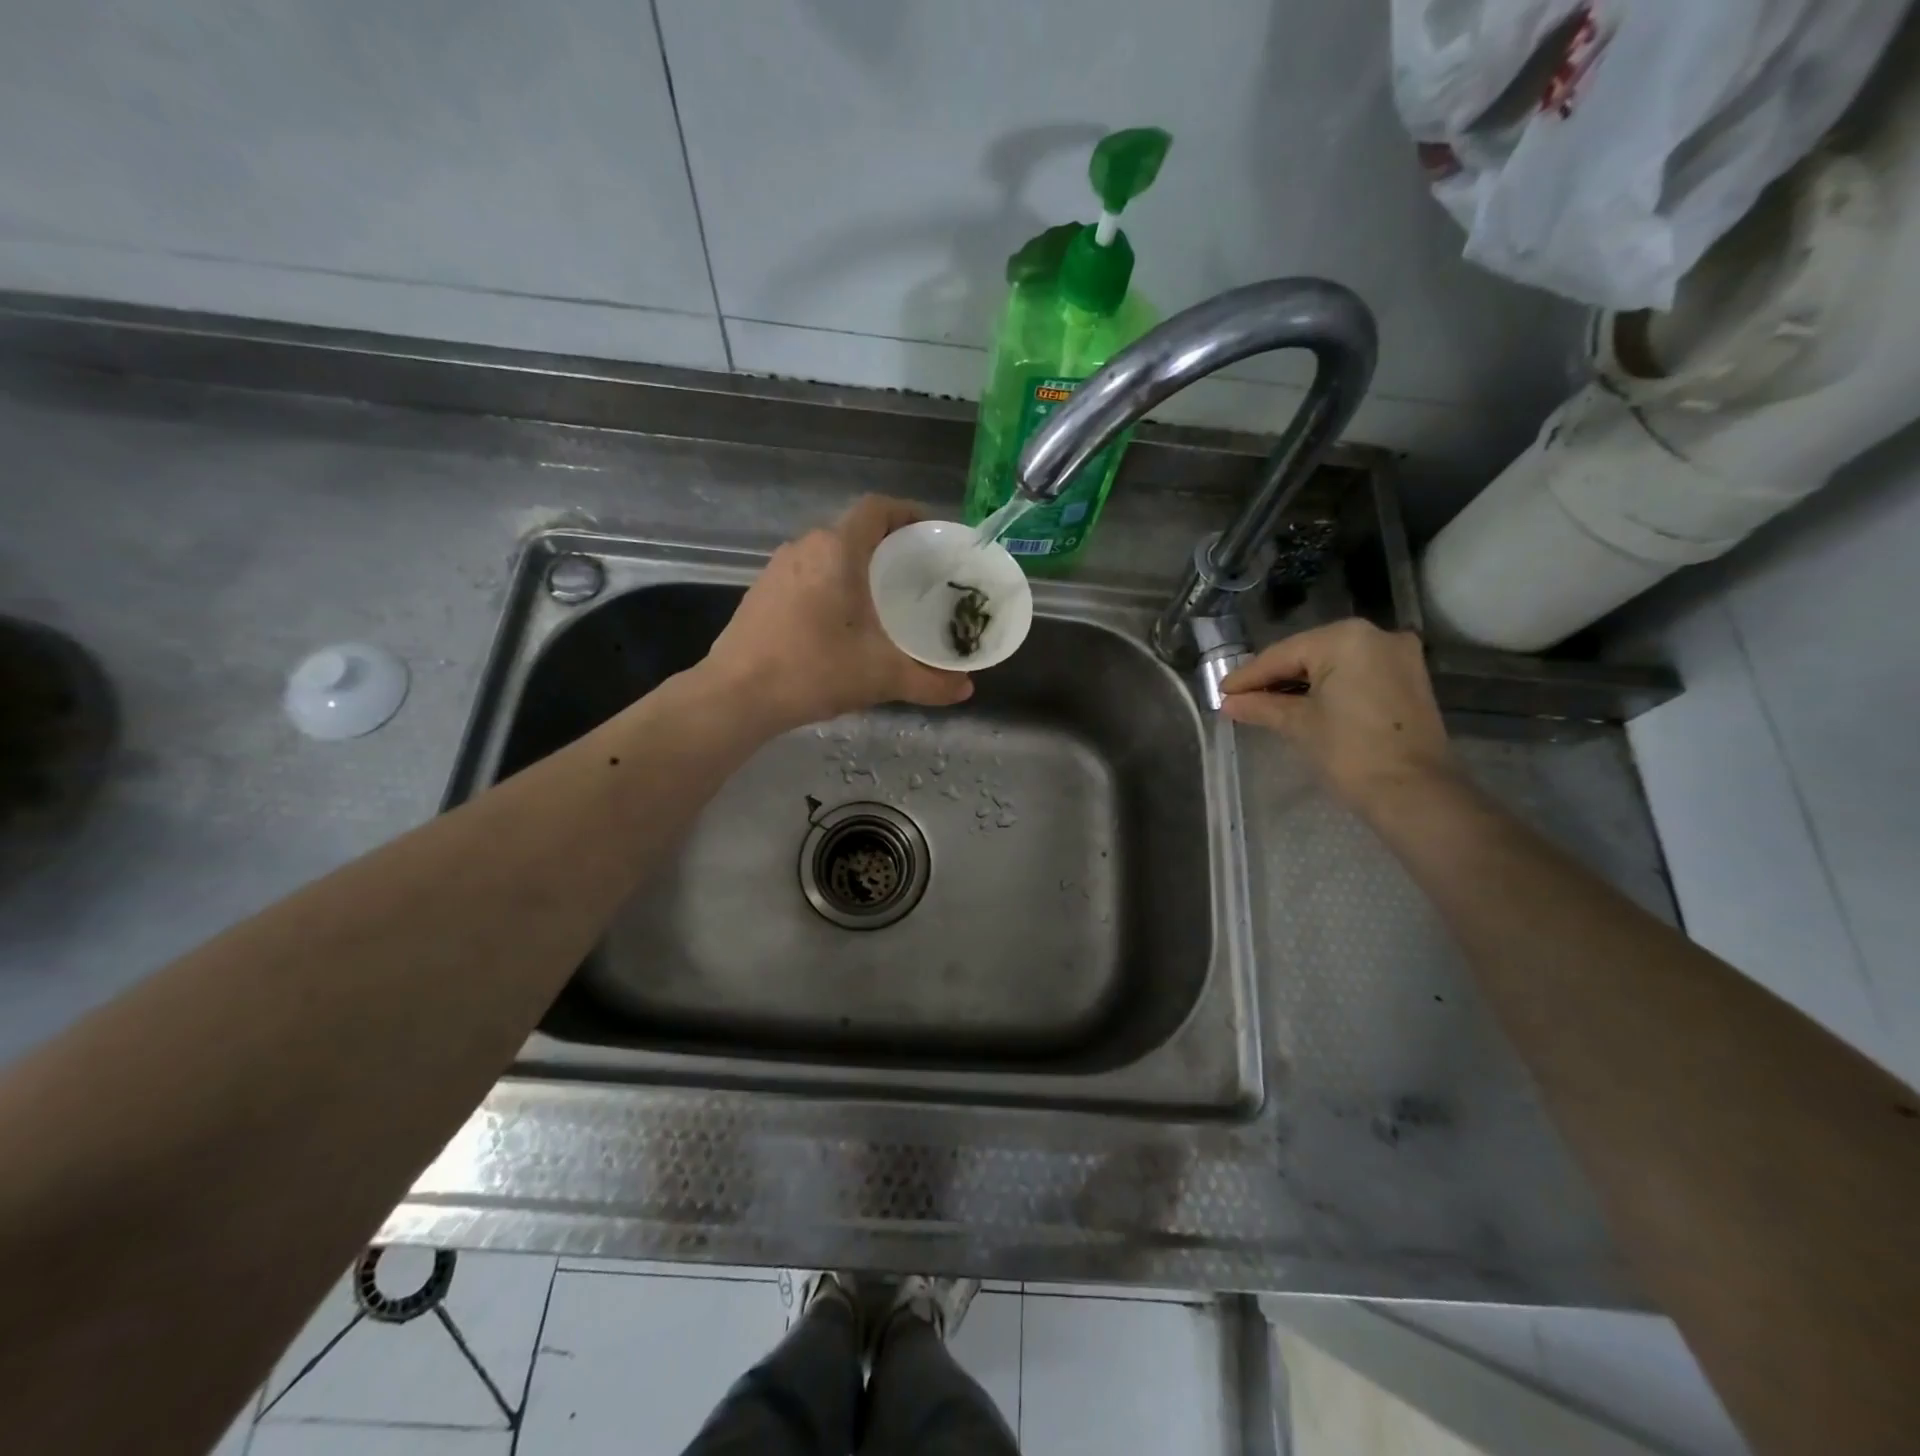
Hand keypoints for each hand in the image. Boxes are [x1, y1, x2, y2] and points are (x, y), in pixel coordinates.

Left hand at [706, 495, 973, 730]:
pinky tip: (843, 624)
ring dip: (858, 569)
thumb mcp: (880, 677)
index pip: (877, 508)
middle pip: (855, 532)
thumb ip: (929, 682)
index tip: (931, 536)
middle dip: (888, 548)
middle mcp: (805, 547)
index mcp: (836, 550)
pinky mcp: (762, 592)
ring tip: (884, 602)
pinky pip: (808, 575)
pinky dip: (833, 586)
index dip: (908, 513)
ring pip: (829, 555)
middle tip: (917, 578)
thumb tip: (966, 689)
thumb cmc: (813, 671)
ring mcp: (778, 569)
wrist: (735, 696)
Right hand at [1219, 619, 1453, 810]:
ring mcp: (1397, 656)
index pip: (1283, 654)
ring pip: (1333, 663)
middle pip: (1309, 654)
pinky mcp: (1408, 679)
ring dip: (1299, 683)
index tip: (1221, 692)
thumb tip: (1229, 703)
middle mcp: (1376, 635)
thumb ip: (1262, 706)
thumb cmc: (1350, 752)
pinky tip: (1301, 703)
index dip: (1248, 676)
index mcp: (1345, 638)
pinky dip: (1327, 687)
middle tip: (1239, 698)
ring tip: (1264, 703)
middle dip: (1274, 677)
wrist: (1414, 793)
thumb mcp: (1299, 725)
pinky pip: (1355, 674)